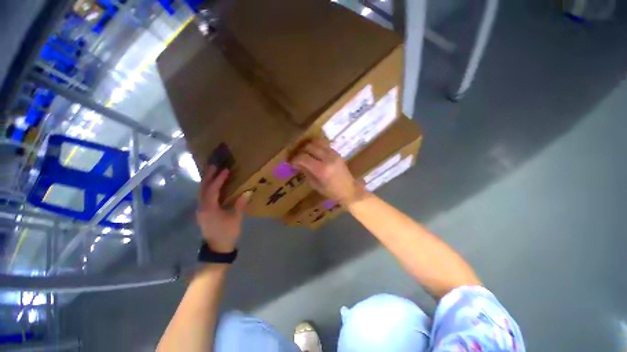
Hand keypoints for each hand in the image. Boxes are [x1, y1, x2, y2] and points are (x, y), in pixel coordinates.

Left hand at [196, 165, 250, 252]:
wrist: (217, 249)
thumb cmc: (227, 233)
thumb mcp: (236, 219)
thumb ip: (240, 204)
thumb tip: (247, 191)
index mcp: (210, 209)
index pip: (213, 190)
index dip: (219, 179)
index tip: (225, 170)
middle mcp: (202, 207)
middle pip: (203, 189)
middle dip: (208, 177)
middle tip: (213, 165)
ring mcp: (200, 210)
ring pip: (201, 192)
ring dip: (206, 182)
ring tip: (212, 172)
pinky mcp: (202, 213)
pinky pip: (203, 197)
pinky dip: (207, 189)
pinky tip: (212, 186)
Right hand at [291, 138, 364, 204]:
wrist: (349, 190)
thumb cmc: (331, 192)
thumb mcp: (315, 185)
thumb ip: (306, 172)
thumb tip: (296, 163)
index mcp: (321, 170)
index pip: (303, 158)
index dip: (295, 159)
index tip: (291, 162)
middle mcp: (327, 158)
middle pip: (309, 147)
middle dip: (300, 151)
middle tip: (297, 156)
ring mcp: (333, 154)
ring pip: (317, 142)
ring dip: (308, 146)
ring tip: (304, 152)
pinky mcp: (337, 152)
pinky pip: (324, 144)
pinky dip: (316, 146)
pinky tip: (313, 151)